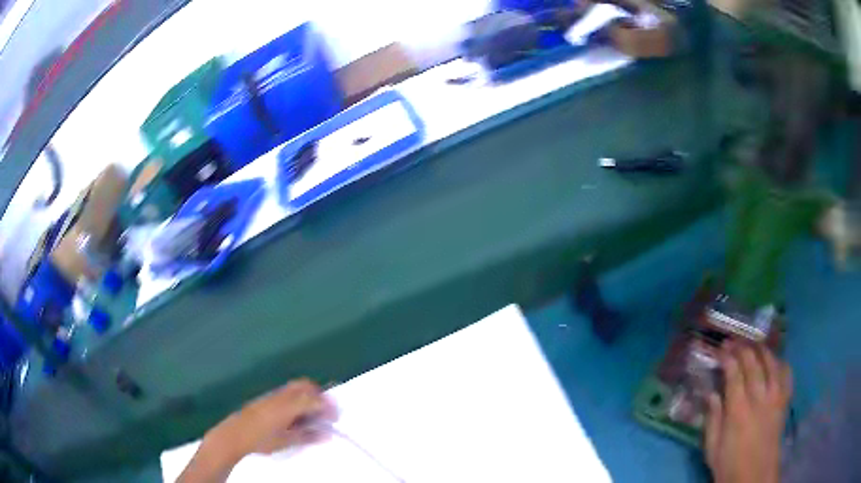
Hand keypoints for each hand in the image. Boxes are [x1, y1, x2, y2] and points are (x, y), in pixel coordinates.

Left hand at [179, 379, 336, 482]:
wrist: (235, 434)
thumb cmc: (261, 440)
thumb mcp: (286, 441)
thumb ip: (307, 436)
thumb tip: (326, 433)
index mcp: (288, 406)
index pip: (313, 399)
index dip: (327, 407)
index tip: (334, 417)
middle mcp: (282, 396)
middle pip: (305, 385)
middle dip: (319, 395)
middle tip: (325, 412)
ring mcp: (273, 395)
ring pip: (296, 387)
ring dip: (308, 396)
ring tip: (311, 415)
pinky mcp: (267, 398)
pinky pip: (287, 392)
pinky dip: (297, 398)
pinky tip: (296, 415)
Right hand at [705, 342, 792, 482]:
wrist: (754, 476)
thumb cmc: (729, 464)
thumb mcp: (712, 449)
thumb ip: (712, 420)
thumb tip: (711, 394)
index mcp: (738, 410)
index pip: (734, 373)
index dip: (727, 357)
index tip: (720, 348)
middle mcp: (759, 397)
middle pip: (753, 362)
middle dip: (742, 347)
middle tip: (734, 341)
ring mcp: (775, 397)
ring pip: (771, 362)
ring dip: (761, 350)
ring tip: (753, 344)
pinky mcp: (784, 401)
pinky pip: (786, 373)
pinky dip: (780, 362)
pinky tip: (775, 361)